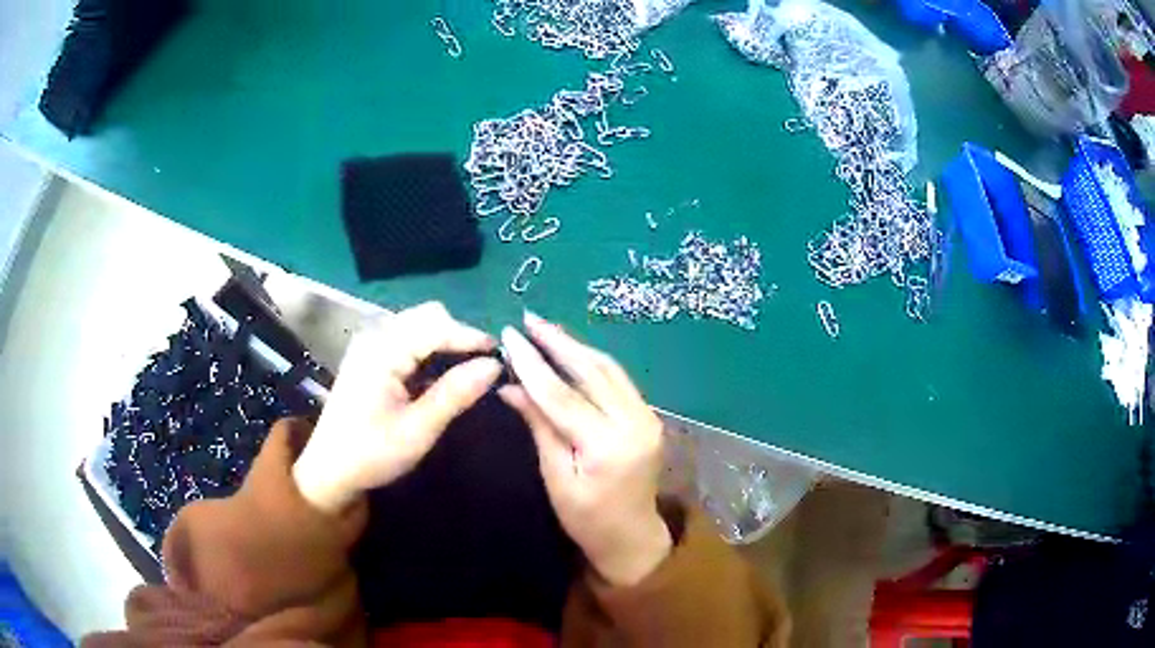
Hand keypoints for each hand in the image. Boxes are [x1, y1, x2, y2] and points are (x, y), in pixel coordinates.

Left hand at [293, 302, 501, 513]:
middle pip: (427, 317)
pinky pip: (408, 339)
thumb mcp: (418, 430)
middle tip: (483, 367)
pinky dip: (430, 350)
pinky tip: (440, 375)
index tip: (501, 355)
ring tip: (467, 371)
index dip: (471, 336)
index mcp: (382, 351)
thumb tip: (494, 365)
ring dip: (445, 341)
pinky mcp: (370, 357)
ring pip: (419, 325)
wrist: (330, 471)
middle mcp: (375, 337)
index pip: (436, 326)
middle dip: (459, 335)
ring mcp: (371, 345)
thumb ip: (455, 394)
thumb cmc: (372, 454)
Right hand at [499, 311, 671, 586]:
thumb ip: (539, 427)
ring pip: (608, 369)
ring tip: (545, 328)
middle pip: (591, 371)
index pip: (562, 395)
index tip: (509, 336)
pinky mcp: (648, 416)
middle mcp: (634, 423)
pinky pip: (618, 380)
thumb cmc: (586, 519)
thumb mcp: (556, 478)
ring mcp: (647, 417)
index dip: (533, 364)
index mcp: (607, 446)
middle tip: (528, 318)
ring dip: (576, 346)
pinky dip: (592, 362)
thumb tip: (510, 386)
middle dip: (557, 342)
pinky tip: (572, 350)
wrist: (632, 535)